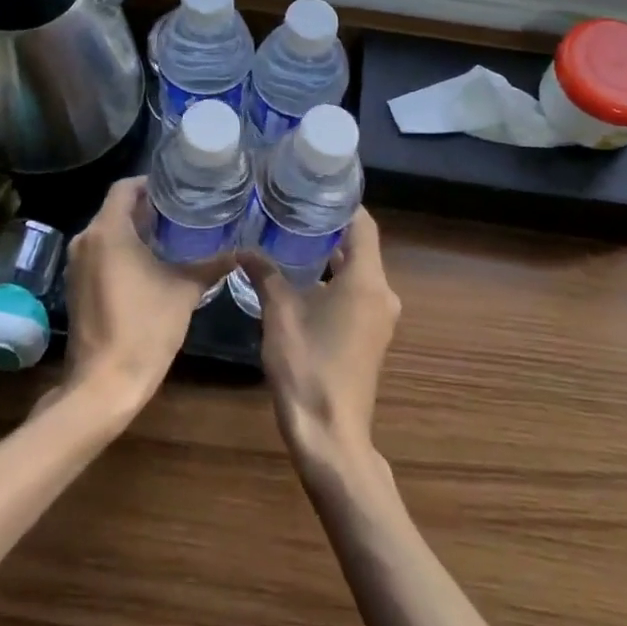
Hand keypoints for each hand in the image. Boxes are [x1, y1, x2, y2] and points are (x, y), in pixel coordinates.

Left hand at [59, 177, 228, 418]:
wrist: (104, 383)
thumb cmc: (145, 328)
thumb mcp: (185, 290)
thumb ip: (212, 265)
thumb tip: (242, 251)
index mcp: (108, 231)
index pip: (125, 187)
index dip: (151, 183)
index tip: (178, 189)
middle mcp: (86, 240)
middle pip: (116, 208)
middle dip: (147, 207)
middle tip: (182, 211)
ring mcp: (77, 264)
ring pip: (107, 231)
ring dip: (134, 230)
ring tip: (171, 234)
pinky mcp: (76, 285)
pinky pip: (100, 252)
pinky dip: (122, 250)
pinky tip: (150, 262)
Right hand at [241, 208, 400, 471]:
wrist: (330, 436)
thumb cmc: (308, 367)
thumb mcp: (280, 313)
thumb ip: (265, 274)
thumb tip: (244, 248)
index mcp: (367, 280)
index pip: (363, 224)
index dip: (340, 203)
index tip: (312, 189)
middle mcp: (382, 294)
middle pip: (360, 246)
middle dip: (327, 228)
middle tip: (291, 210)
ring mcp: (379, 318)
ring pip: (356, 272)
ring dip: (329, 256)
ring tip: (290, 238)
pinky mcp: (371, 337)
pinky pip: (355, 294)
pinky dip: (333, 281)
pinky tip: (301, 279)